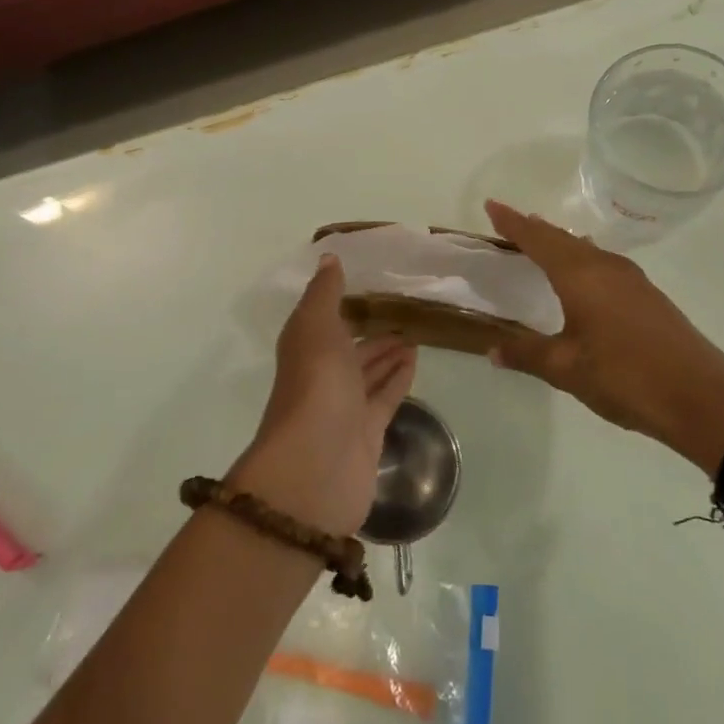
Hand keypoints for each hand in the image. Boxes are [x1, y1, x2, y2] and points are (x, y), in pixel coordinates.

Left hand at [230, 254, 417, 534]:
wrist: (316, 465)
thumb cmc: (315, 385)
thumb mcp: (316, 327)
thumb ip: (325, 293)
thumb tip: (329, 257)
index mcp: (307, 348)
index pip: (328, 321)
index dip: (346, 305)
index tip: (373, 286)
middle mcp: (324, 375)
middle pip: (352, 349)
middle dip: (374, 333)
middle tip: (405, 313)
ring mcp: (346, 406)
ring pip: (370, 373)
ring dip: (389, 355)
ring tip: (416, 335)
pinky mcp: (368, 432)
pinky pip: (386, 397)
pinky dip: (399, 379)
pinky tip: (416, 360)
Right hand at [483, 200, 723, 471]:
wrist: (702, 398)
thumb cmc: (625, 377)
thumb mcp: (566, 369)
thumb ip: (527, 353)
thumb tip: (492, 348)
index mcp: (581, 275)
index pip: (538, 239)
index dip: (512, 223)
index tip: (491, 205)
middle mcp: (606, 267)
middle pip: (563, 239)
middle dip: (535, 230)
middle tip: (510, 224)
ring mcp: (632, 280)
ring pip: (586, 249)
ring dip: (561, 244)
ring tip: (541, 243)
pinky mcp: (648, 296)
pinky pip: (603, 263)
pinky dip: (581, 260)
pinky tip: (582, 276)